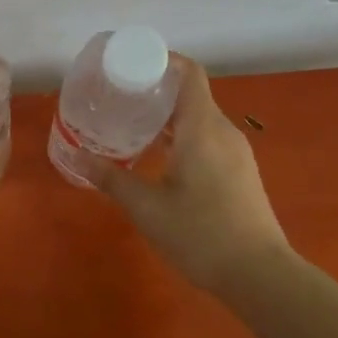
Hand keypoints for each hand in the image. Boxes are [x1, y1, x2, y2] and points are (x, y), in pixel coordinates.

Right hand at [91, 57, 292, 295]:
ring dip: (168, 117)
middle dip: (156, 91)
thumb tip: (77, 157)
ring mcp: (236, 152)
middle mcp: (223, 131)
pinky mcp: (240, 172)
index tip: (130, 66)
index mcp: (202, 127)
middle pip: (191, 94)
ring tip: (133, 126)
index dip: (162, 61)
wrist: (260, 276)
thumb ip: (111, 178)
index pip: (189, 73)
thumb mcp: (147, 208)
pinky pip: (208, 138)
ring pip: (199, 118)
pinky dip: (183, 136)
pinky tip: (160, 158)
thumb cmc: (201, 234)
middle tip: (119, 98)